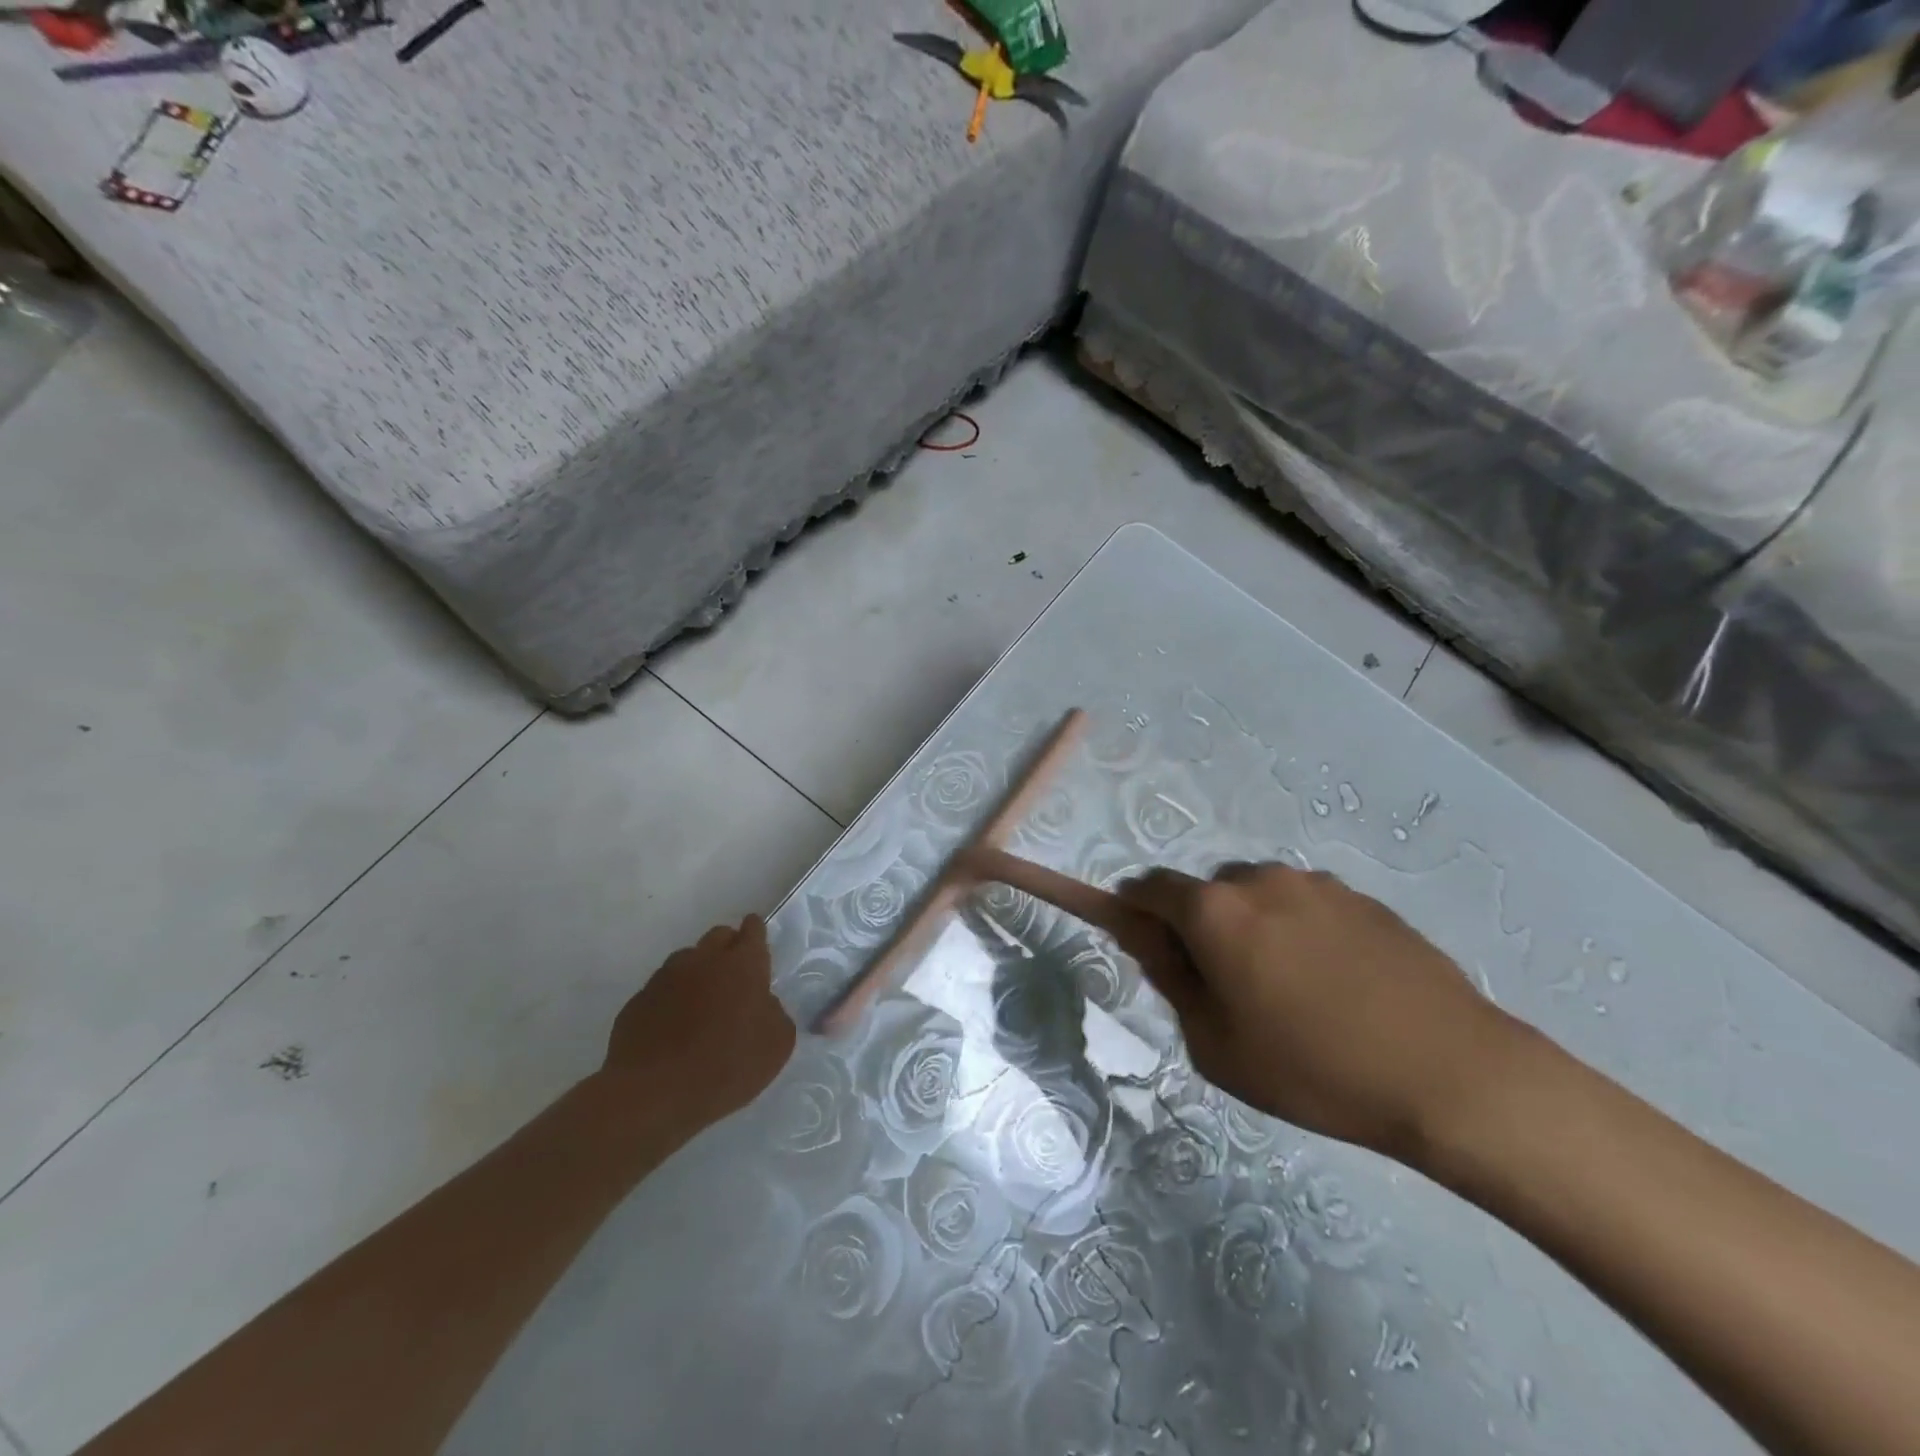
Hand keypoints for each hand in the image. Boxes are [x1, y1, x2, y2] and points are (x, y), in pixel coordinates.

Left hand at [600, 916, 795, 1131]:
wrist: (653, 1093)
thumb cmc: (726, 1066)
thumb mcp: (777, 1045)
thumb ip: (775, 1012)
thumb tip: (763, 1003)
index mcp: (742, 964)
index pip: (753, 930)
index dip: (756, 932)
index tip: (757, 938)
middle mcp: (703, 960)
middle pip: (719, 936)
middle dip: (729, 947)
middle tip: (735, 975)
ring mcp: (665, 977)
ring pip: (687, 960)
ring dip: (698, 972)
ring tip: (702, 1004)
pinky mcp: (637, 1001)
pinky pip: (662, 990)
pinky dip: (672, 999)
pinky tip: (674, 1027)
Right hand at [1117, 863, 1518, 1161]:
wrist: (1451, 1075)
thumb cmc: (1314, 1069)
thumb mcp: (1216, 1044)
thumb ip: (1170, 978)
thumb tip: (1147, 937)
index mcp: (1214, 911)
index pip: (1148, 889)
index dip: (1136, 914)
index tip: (1148, 949)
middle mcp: (1258, 880)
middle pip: (1205, 893)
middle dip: (1201, 927)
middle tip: (1228, 987)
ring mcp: (1314, 883)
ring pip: (1257, 896)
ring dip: (1252, 927)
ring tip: (1291, 991)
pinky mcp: (1361, 897)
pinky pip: (1305, 905)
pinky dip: (1299, 931)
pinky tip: (1336, 984)